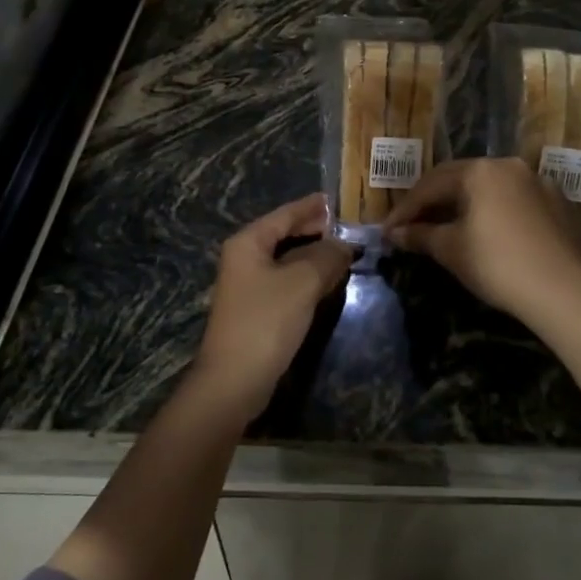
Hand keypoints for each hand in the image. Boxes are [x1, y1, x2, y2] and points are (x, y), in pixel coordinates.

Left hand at [192, 193, 355, 421]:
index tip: (334, 199)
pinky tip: (327, 280)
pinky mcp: (256, 309)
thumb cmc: (266, 321)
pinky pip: (286, 282)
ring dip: (314, 255)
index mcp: (248, 243)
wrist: (234, 380)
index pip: (284, 214)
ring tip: (344, 251)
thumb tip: (344, 245)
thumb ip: (327, 257)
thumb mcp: (302, 283)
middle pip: (283, 235)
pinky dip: (307, 277)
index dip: (311, 207)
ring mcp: (248, 285)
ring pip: (286, 260)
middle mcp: (244, 258)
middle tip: (346, 227)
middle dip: (314, 231)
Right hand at [382, 158, 580, 322]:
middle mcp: (508, 165)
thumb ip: (420, 235)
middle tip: (412, 225)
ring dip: (464, 205)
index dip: (405, 209)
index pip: (430, 185)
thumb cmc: (498, 264)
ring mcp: (537, 182)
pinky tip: (487, 232)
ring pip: (489, 188)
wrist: (566, 290)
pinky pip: (514, 201)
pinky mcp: (558, 203)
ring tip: (447, 227)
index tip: (387, 230)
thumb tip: (396, 233)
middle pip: (460, 179)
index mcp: (479, 171)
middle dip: (433, 202)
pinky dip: (494, 212)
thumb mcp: (451, 249)